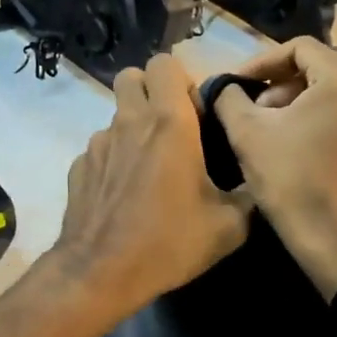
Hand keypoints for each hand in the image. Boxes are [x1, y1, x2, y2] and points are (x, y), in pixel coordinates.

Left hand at [50, 55, 249, 324]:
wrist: (101, 273)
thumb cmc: (169, 242)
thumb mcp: (229, 225)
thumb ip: (248, 192)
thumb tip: (258, 179)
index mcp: (168, 122)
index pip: (164, 63)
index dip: (182, 79)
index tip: (196, 112)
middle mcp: (129, 121)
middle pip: (132, 76)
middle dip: (152, 91)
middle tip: (172, 126)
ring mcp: (98, 142)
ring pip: (116, 114)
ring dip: (134, 127)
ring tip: (150, 169)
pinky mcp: (79, 166)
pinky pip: (101, 147)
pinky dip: (115, 158)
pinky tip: (126, 194)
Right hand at [212, 36, 336, 298]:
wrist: (330, 236)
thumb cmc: (289, 177)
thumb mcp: (247, 130)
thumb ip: (229, 96)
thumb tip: (223, 86)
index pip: (297, 48)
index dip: (260, 62)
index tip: (235, 84)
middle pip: (312, 66)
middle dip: (274, 83)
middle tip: (247, 108)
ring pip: (324, 88)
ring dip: (289, 99)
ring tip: (261, 125)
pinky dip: (309, 114)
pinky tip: (284, 139)